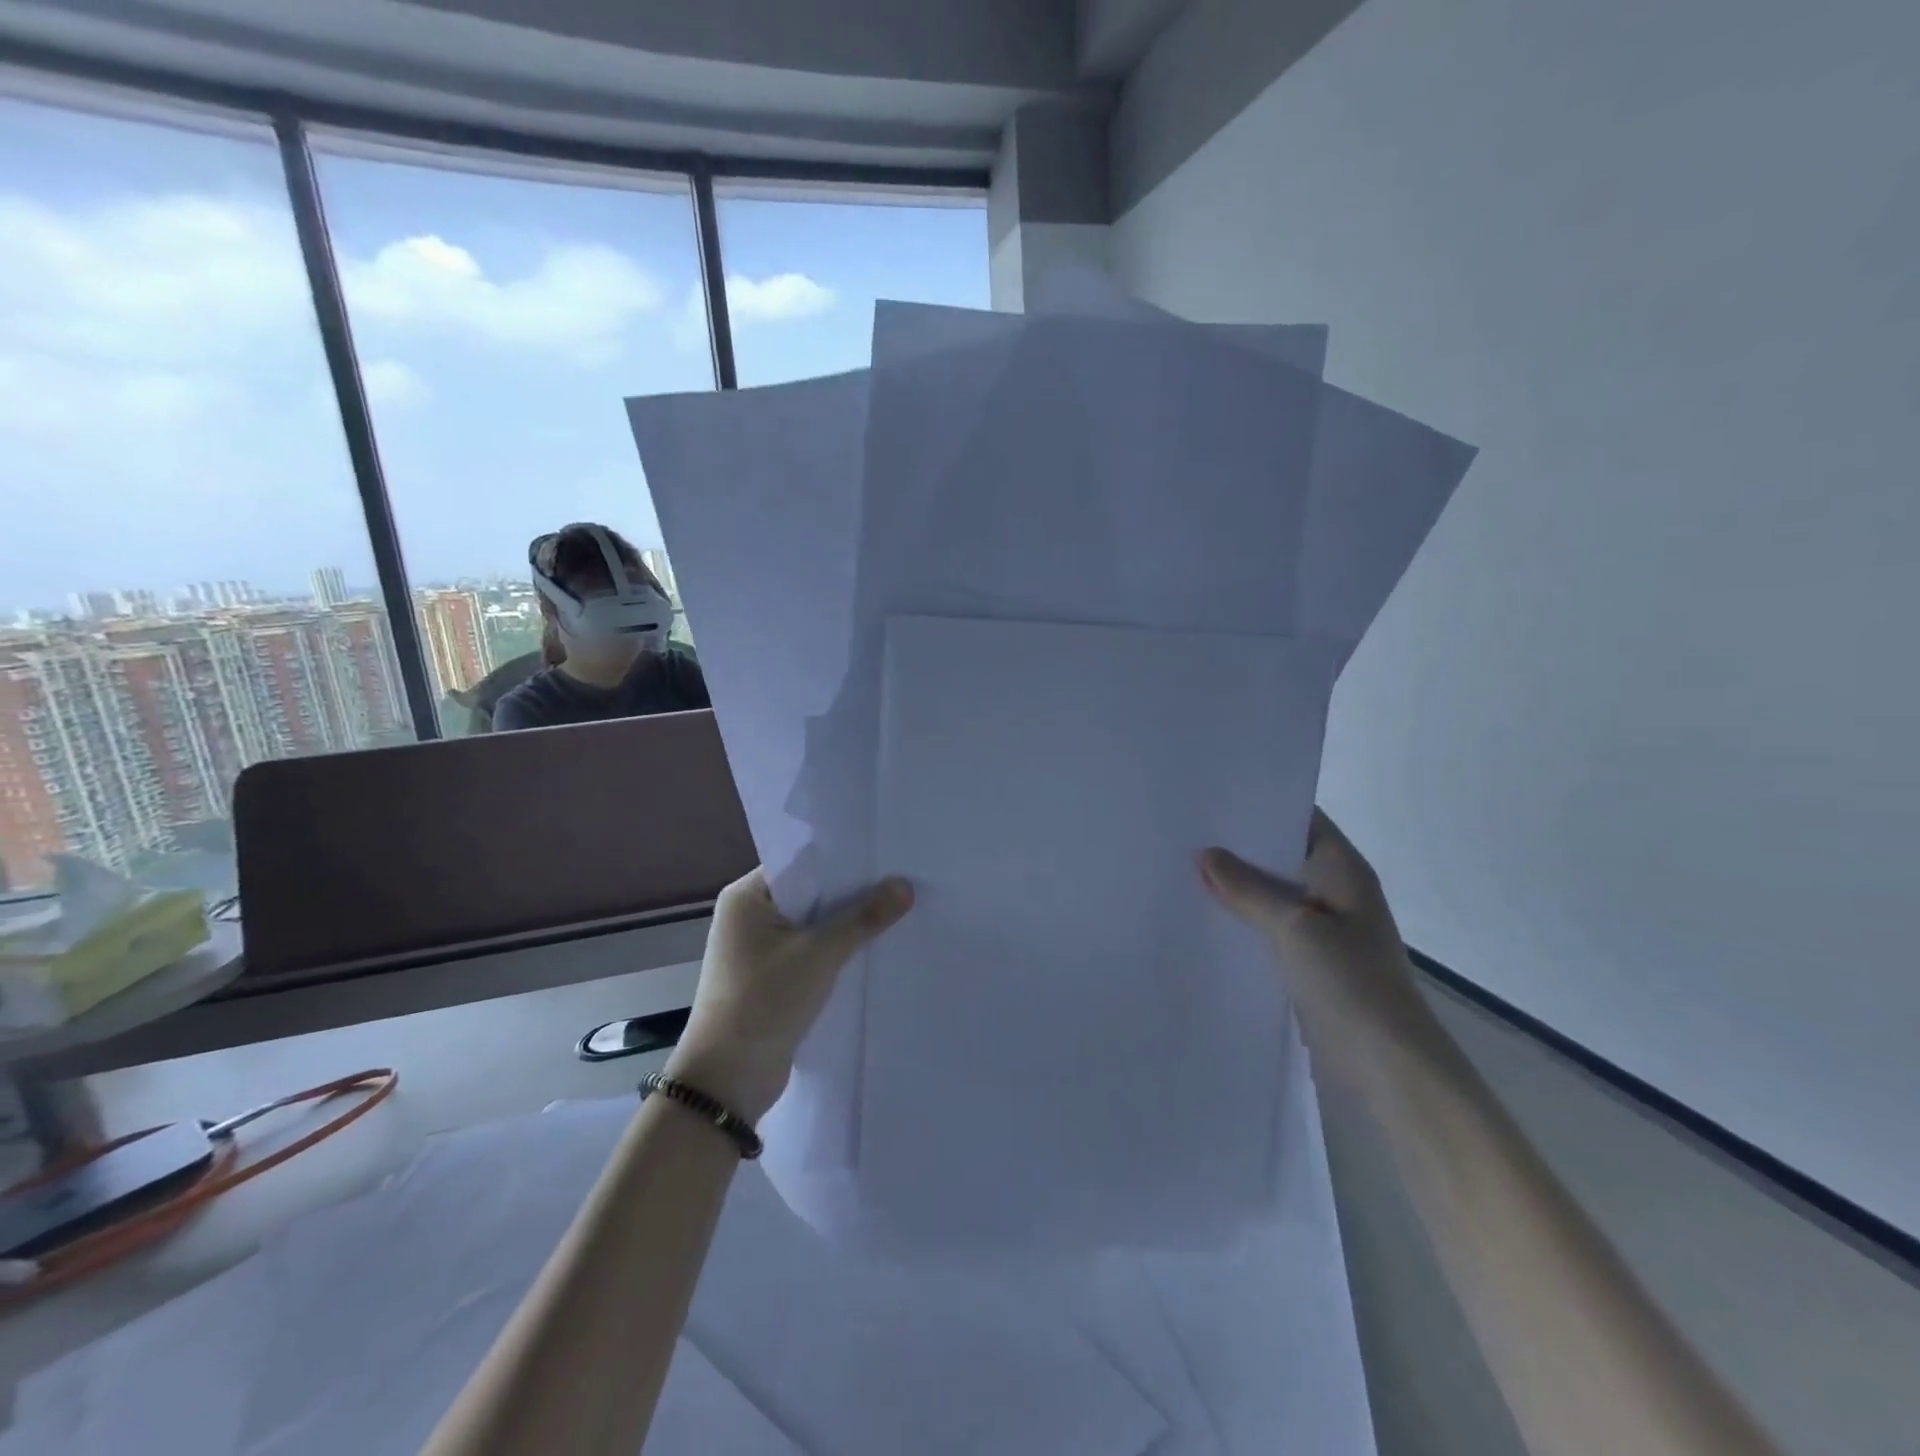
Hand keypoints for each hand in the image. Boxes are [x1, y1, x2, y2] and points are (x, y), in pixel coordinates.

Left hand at [667, 867, 913, 1122]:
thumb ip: (863, 917)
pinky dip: (839, 951)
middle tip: (903, 879)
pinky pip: (812, 952)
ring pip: (814, 925)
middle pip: (811, 893)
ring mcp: (760, 950)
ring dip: (848, 924)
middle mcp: (750, 916)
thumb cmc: (764, 1001)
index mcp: (746, 897)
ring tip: (900, 909)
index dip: (844, 859)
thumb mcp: (819, 954)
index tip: (887, 854)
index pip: (802, 863)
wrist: (727, 1081)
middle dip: (853, 892)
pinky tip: (876, 948)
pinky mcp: (773, 979)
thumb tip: (906, 885)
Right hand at [1199, 809, 1434, 1083]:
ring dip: (1237, 885)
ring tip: (1182, 868)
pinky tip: (1204, 915)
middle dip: (1238, 846)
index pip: (1301, 818)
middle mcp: (1334, 891)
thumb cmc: (1350, 981)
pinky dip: (1242, 918)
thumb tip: (1204, 853)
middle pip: (1282, 855)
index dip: (1261, 805)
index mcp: (1343, 870)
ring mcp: (1322, 928)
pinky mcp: (1309, 960)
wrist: (1388, 1064)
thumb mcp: (1294, 927)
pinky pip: (1269, 927)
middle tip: (1185, 831)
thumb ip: (1248, 889)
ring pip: (1272, 893)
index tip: (1213, 798)